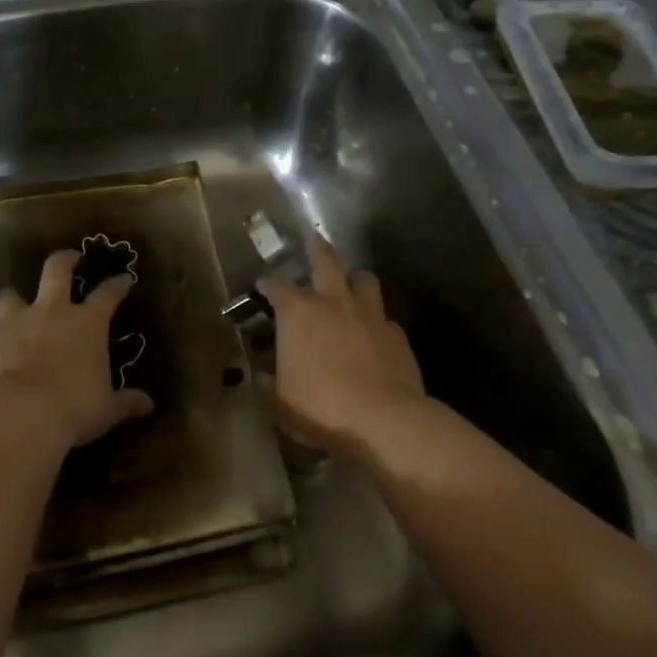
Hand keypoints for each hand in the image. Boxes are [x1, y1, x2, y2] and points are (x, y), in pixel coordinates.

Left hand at [0, 249, 154, 450]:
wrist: (20, 414)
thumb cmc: (74, 407)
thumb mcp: (106, 408)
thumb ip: (125, 402)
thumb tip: (148, 405)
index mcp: (87, 323)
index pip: (108, 294)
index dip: (117, 285)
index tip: (124, 278)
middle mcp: (51, 312)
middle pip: (57, 270)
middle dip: (65, 260)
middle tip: (71, 258)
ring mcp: (15, 322)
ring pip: (11, 295)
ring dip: (14, 298)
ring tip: (16, 304)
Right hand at [257, 232, 427, 455]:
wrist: (384, 421)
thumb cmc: (320, 408)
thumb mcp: (279, 404)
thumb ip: (267, 386)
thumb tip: (260, 378)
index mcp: (298, 314)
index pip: (277, 288)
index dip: (267, 284)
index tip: (262, 285)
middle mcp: (333, 303)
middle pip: (326, 261)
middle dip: (316, 247)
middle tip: (312, 236)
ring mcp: (369, 315)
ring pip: (364, 280)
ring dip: (354, 278)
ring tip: (350, 283)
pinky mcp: (397, 335)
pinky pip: (384, 317)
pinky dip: (375, 320)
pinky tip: (372, 333)